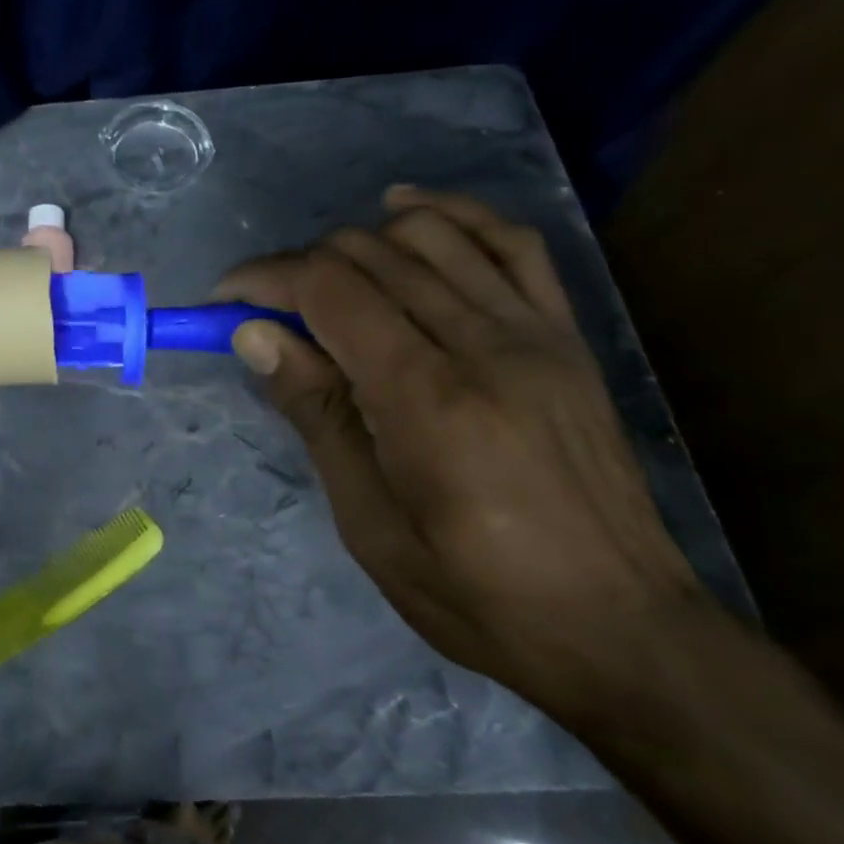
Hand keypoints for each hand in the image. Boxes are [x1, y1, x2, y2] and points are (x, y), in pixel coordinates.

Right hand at [218, 186, 711, 719]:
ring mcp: (533, 331)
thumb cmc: (474, 592)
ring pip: (429, 235)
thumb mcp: (368, 520)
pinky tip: (404, 213)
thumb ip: (315, 412)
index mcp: (426, 397)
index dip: (264, 279)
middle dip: (299, 266)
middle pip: (370, 254)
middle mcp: (482, 343)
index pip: (329, 290)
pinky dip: (450, 214)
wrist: (621, 630)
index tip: (223, 302)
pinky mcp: (564, 335)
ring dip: (358, 242)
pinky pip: (509, 242)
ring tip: (326, 282)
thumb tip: (254, 333)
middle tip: (264, 311)